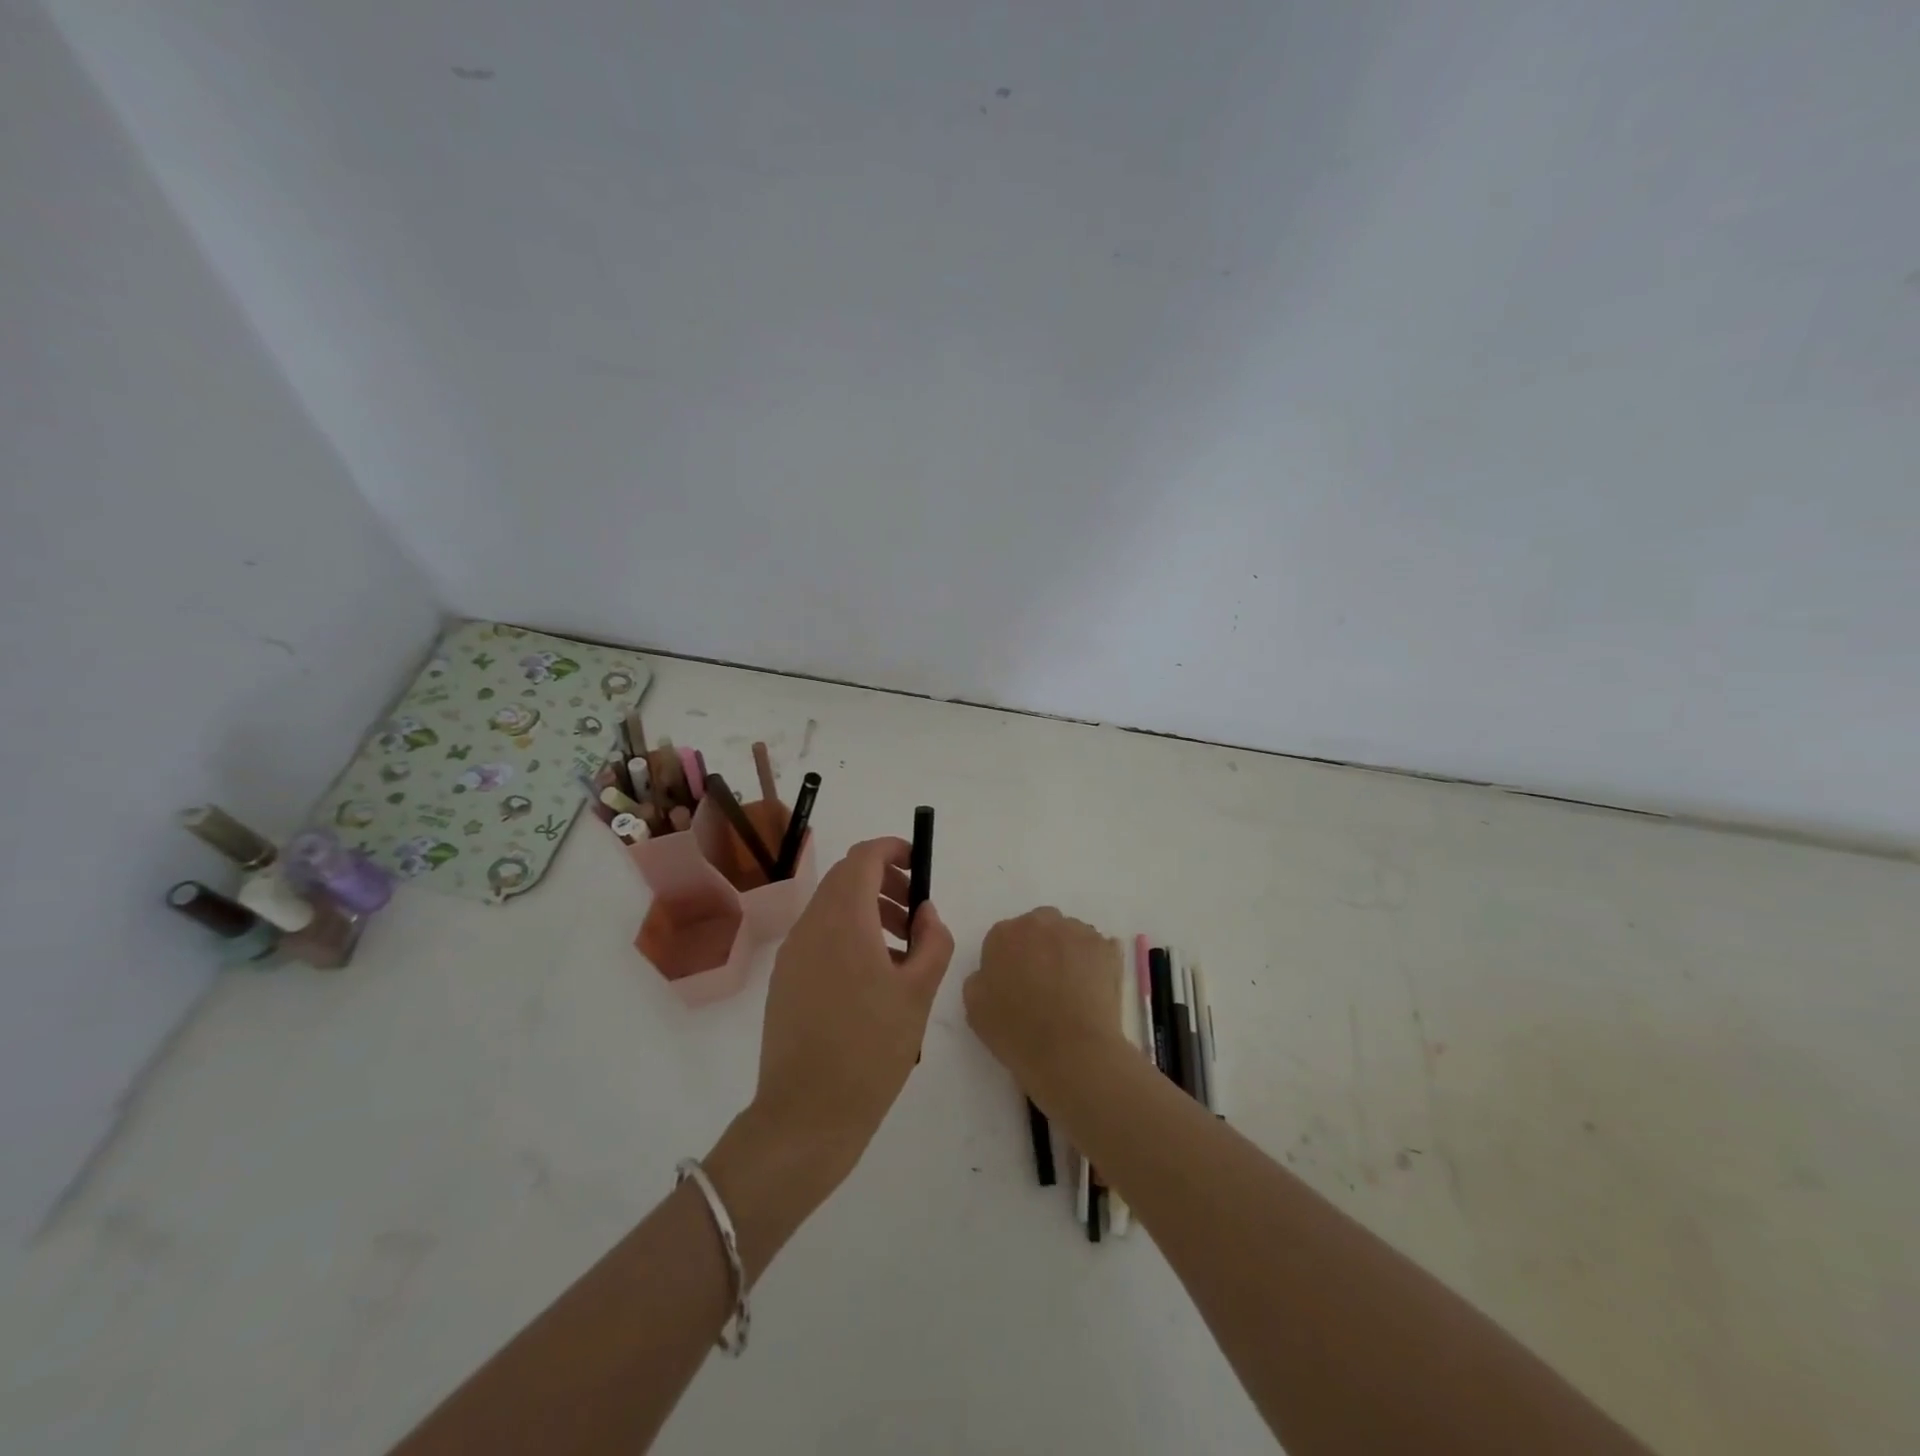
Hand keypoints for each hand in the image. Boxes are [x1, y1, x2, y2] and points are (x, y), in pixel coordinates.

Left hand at [747, 836, 955, 1199]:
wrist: (806, 1114)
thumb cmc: (871, 1049)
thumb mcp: (919, 993)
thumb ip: (933, 941)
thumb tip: (925, 912)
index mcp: (843, 920)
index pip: (863, 857)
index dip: (893, 850)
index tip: (919, 865)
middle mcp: (811, 925)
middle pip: (846, 878)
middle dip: (885, 882)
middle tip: (917, 915)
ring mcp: (793, 953)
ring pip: (833, 907)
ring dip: (869, 910)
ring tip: (903, 951)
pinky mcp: (785, 979)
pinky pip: (820, 936)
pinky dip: (849, 934)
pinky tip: (873, 978)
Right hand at [964, 907, 1123, 1089]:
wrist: (1071, 1052)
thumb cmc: (1017, 1033)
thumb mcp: (975, 1009)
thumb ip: (979, 978)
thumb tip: (992, 972)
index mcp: (1004, 934)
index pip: (1003, 939)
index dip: (1008, 962)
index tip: (1014, 985)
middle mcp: (1040, 922)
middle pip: (1037, 928)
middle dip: (1039, 948)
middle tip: (1043, 982)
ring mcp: (1077, 932)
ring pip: (1068, 935)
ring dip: (1066, 952)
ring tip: (1071, 988)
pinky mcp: (1106, 948)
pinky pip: (1096, 948)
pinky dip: (1093, 962)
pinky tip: (1092, 988)